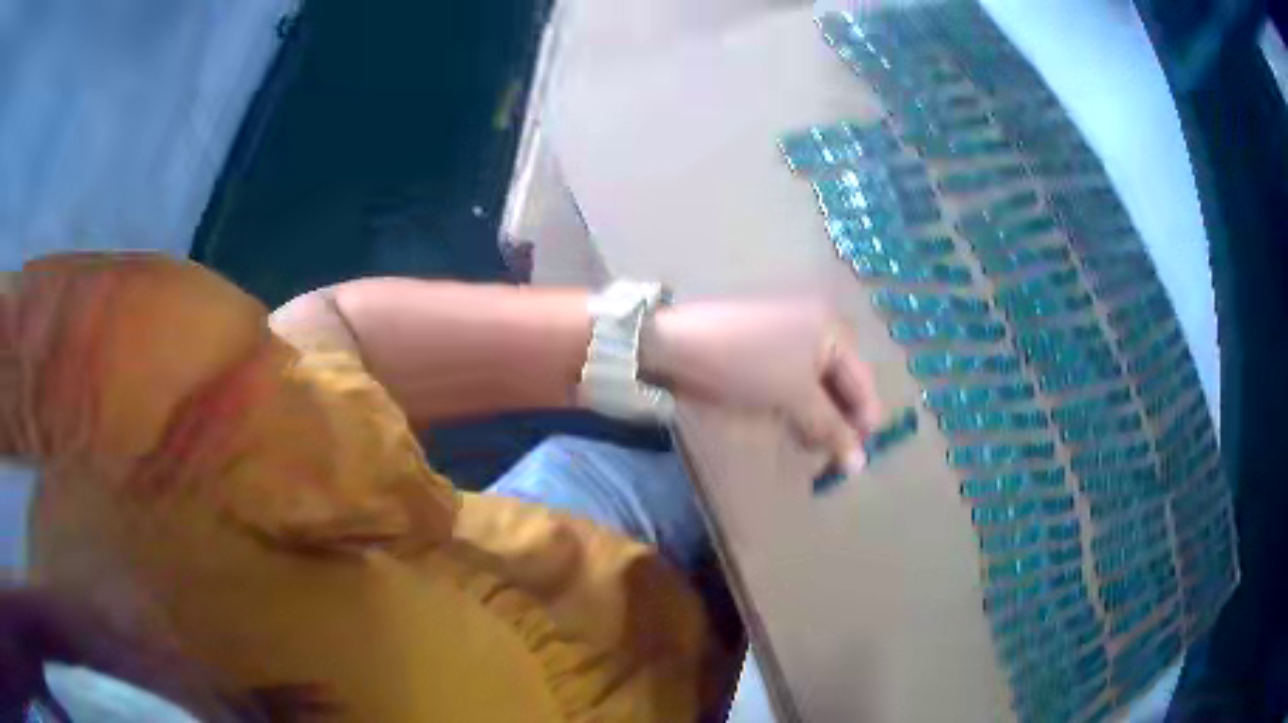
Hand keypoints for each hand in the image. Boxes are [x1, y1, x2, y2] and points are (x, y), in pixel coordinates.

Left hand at [642, 299, 883, 473]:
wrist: (679, 343)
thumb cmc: (747, 364)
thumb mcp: (795, 396)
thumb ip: (831, 428)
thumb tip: (860, 465)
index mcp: (834, 330)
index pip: (863, 384)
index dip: (862, 425)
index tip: (854, 463)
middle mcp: (820, 328)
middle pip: (843, 384)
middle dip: (838, 423)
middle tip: (829, 460)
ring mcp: (794, 336)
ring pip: (820, 387)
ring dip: (818, 419)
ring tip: (808, 448)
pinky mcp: (770, 349)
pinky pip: (798, 382)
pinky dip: (799, 406)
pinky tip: (793, 428)